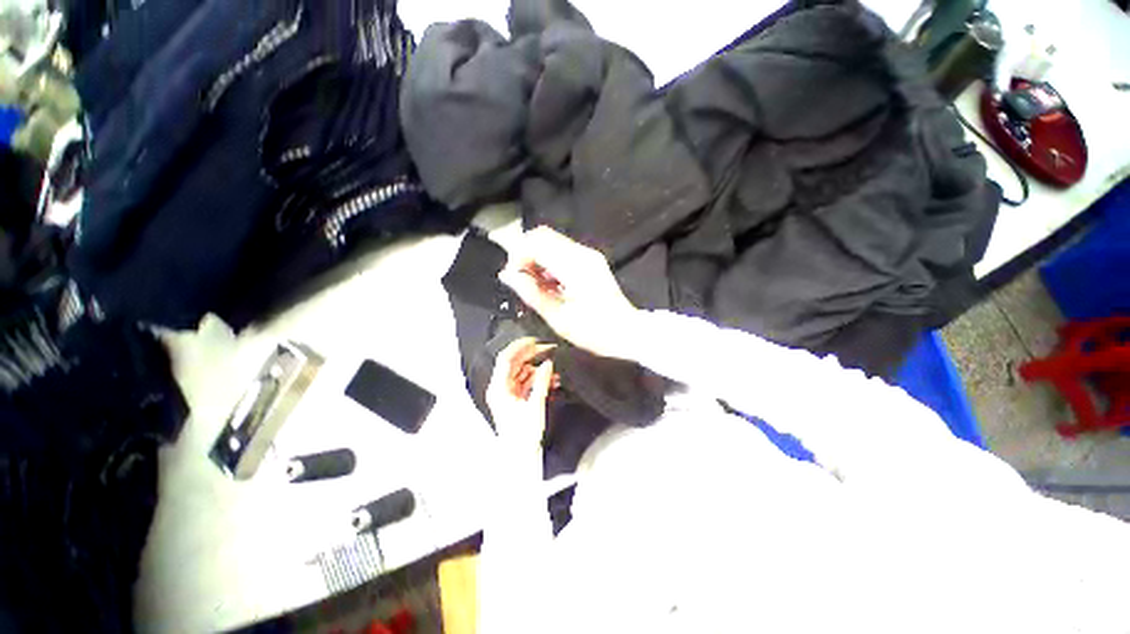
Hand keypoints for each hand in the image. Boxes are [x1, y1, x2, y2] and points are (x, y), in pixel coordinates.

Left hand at [485, 337, 557, 450]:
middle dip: (532, 356)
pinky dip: (538, 379)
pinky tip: (551, 380)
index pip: (506, 359)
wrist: (521, 459)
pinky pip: (526, 383)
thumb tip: (548, 363)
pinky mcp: (516, 400)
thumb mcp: (535, 406)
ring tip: (554, 370)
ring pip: (522, 373)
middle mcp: (501, 389)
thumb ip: (542, 381)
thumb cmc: (524, 436)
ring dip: (538, 369)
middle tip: (549, 351)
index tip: (535, 339)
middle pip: (515, 364)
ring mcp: (508, 394)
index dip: (520, 346)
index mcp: (499, 388)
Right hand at [499, 227, 639, 359]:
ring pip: (552, 242)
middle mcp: (582, 253)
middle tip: (523, 280)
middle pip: (543, 235)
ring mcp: (589, 255)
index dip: (518, 255)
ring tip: (537, 285)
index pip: (537, 242)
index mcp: (575, 266)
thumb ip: (531, 293)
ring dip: (538, 258)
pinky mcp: (591, 260)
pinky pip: (562, 251)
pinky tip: (550, 283)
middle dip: (526, 253)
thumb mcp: (557, 317)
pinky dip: (550, 262)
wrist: (627, 332)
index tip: (514, 276)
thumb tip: (507, 275)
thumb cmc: (593, 330)